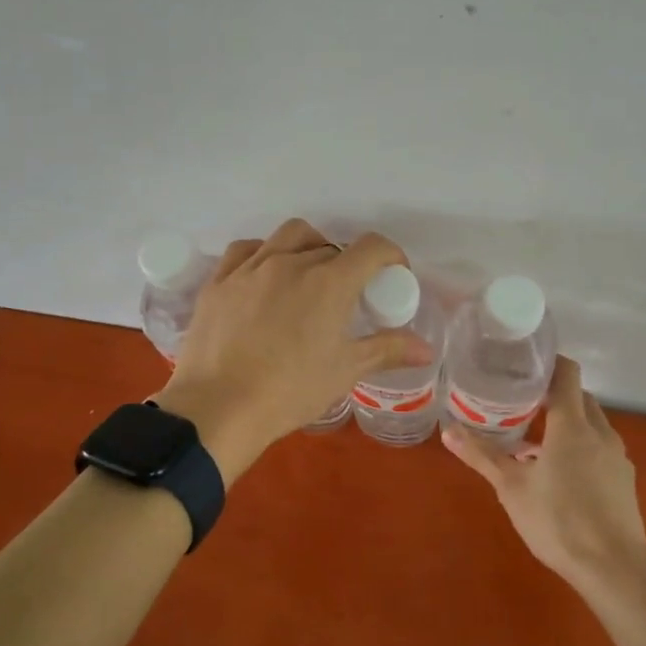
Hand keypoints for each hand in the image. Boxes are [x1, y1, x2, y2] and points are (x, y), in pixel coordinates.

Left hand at [155, 219, 434, 483]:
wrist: (218, 408)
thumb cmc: (290, 390)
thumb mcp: (345, 371)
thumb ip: (387, 350)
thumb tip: (426, 348)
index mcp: (329, 282)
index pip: (371, 248)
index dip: (390, 256)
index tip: (392, 276)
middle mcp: (291, 262)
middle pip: (330, 247)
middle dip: (346, 265)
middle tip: (346, 296)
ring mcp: (251, 268)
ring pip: (288, 236)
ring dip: (308, 247)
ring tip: (307, 276)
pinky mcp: (219, 280)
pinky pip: (245, 250)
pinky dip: (263, 254)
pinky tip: (263, 276)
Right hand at [441, 356, 645, 595]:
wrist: (615, 569)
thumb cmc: (558, 521)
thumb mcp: (511, 487)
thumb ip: (482, 455)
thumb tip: (447, 430)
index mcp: (573, 425)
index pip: (567, 373)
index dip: (548, 362)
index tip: (523, 364)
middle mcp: (600, 432)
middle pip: (579, 397)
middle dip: (553, 394)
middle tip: (519, 399)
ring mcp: (617, 456)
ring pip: (591, 423)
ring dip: (565, 422)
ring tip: (532, 437)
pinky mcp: (623, 479)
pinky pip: (599, 447)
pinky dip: (579, 445)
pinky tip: (556, 471)